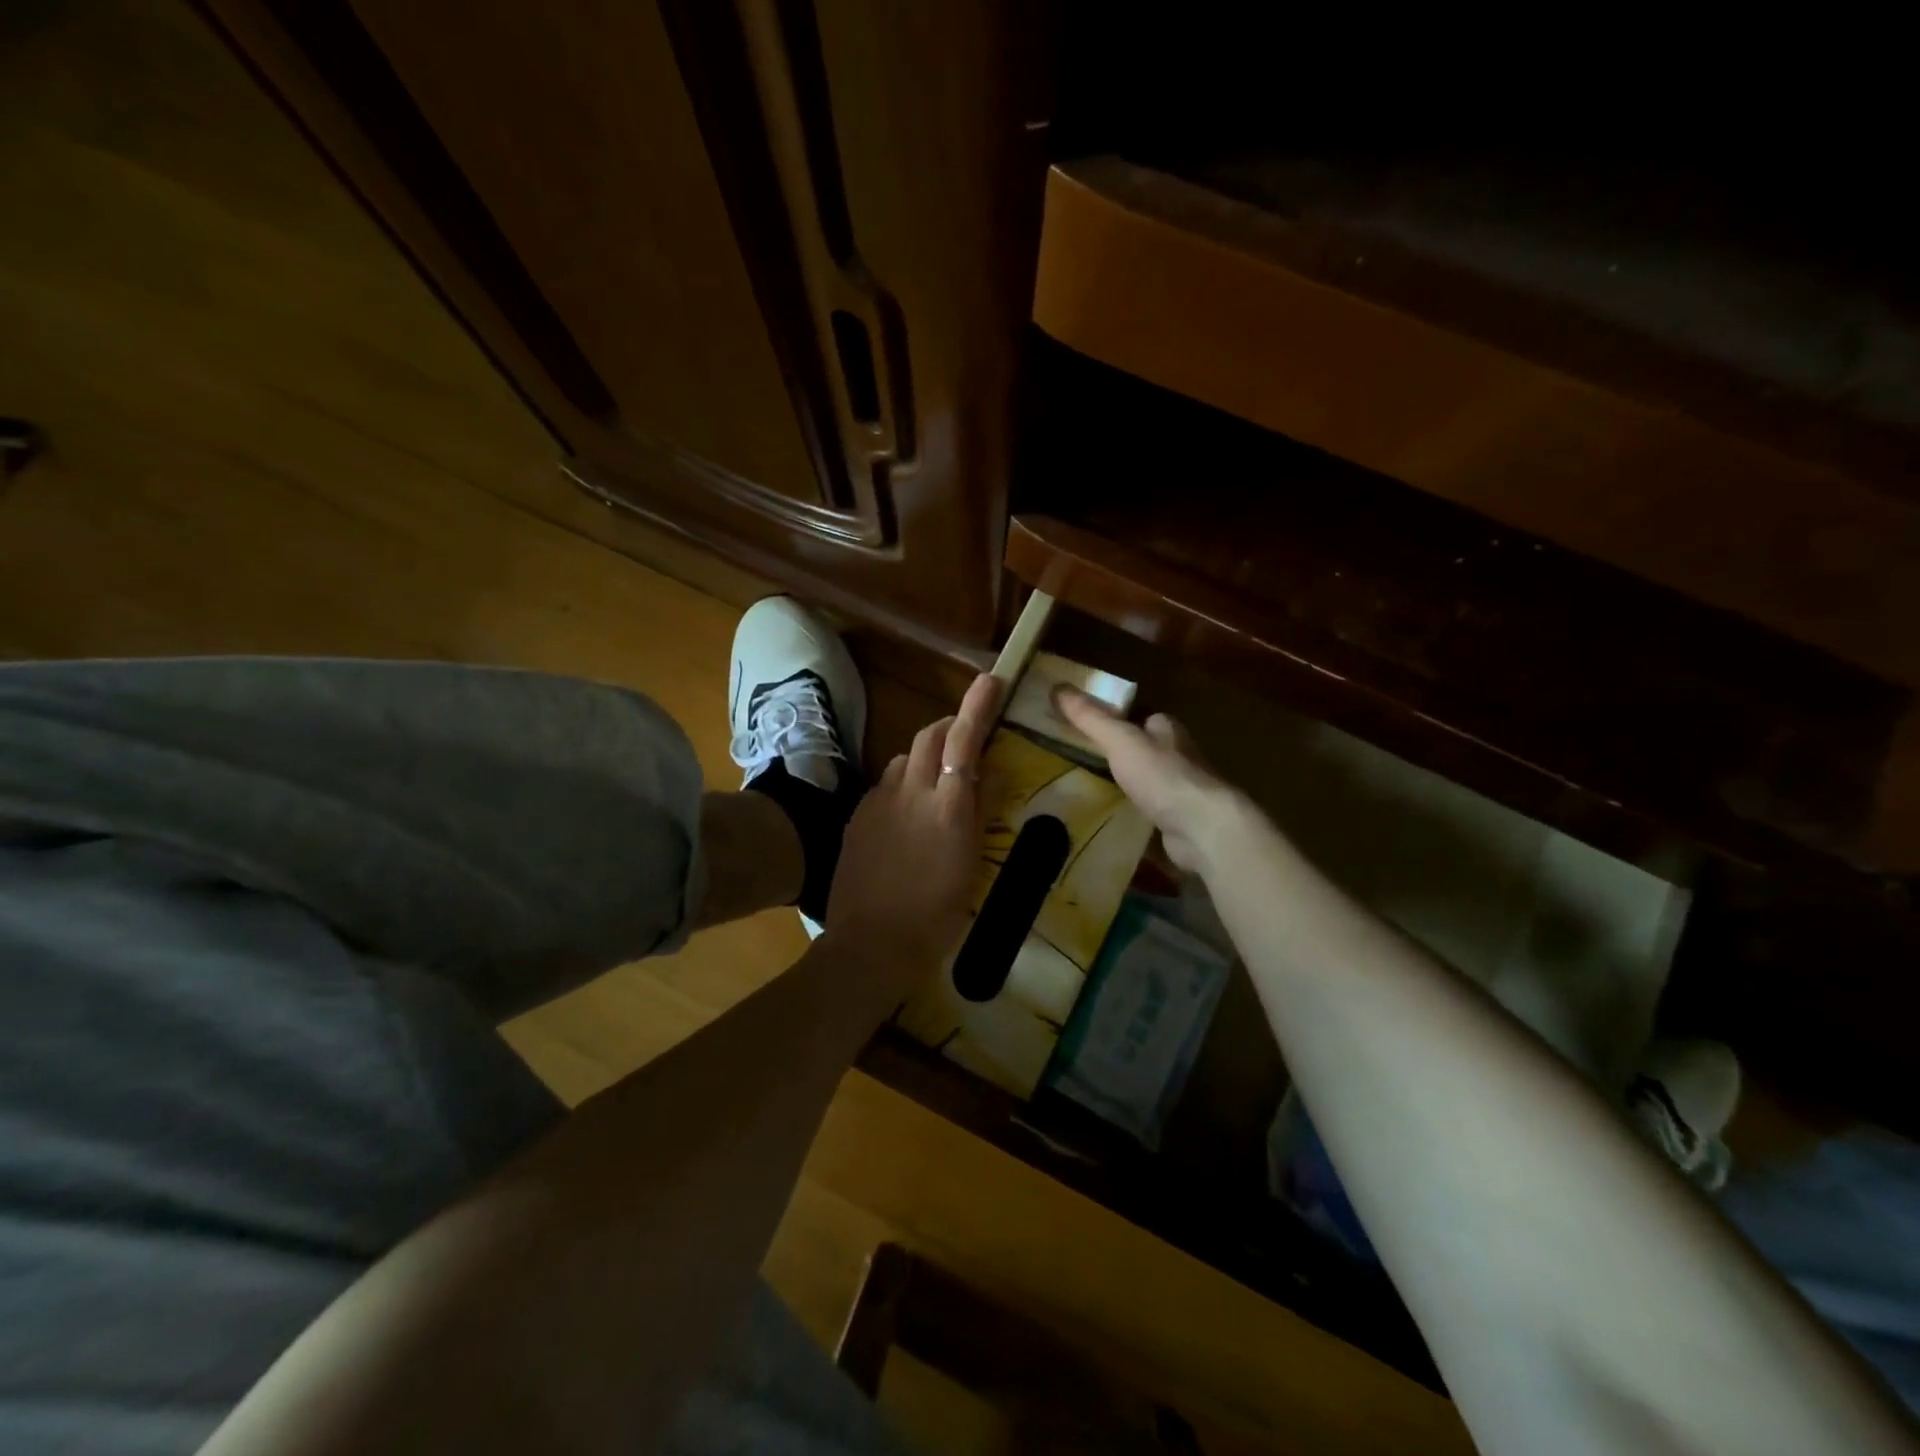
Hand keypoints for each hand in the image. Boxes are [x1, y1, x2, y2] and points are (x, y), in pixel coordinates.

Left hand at [825, 672, 1000, 971]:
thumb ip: (981, 808)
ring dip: (925, 756)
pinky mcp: (858, 814)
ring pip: (904, 757)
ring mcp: (878, 800)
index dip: (978, 706)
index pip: (964, 740)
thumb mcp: (971, 862)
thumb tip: (991, 768)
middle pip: (929, 736)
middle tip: (968, 741)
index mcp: (947, 804)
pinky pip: (885, 783)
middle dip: (950, 727)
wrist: (872, 942)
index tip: (992, 679)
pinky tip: (906, 813)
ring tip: (937, 782)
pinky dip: (903, 782)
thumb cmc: (937, 911)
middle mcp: (910, 790)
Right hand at [1052, 686, 1242, 872]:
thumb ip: (1090, 718)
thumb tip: (1058, 687)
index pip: (1143, 717)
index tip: (1092, 726)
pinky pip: (1152, 810)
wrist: (1201, 827)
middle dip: (1124, 753)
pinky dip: (1137, 811)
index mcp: (1167, 730)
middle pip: (1147, 748)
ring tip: (1095, 789)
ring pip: (1150, 780)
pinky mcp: (1180, 820)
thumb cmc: (1161, 775)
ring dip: (1130, 783)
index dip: (1120, 719)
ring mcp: (1181, 790)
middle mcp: (1179, 756)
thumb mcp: (1120, 740)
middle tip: (1087, 759)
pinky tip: (1117, 818)